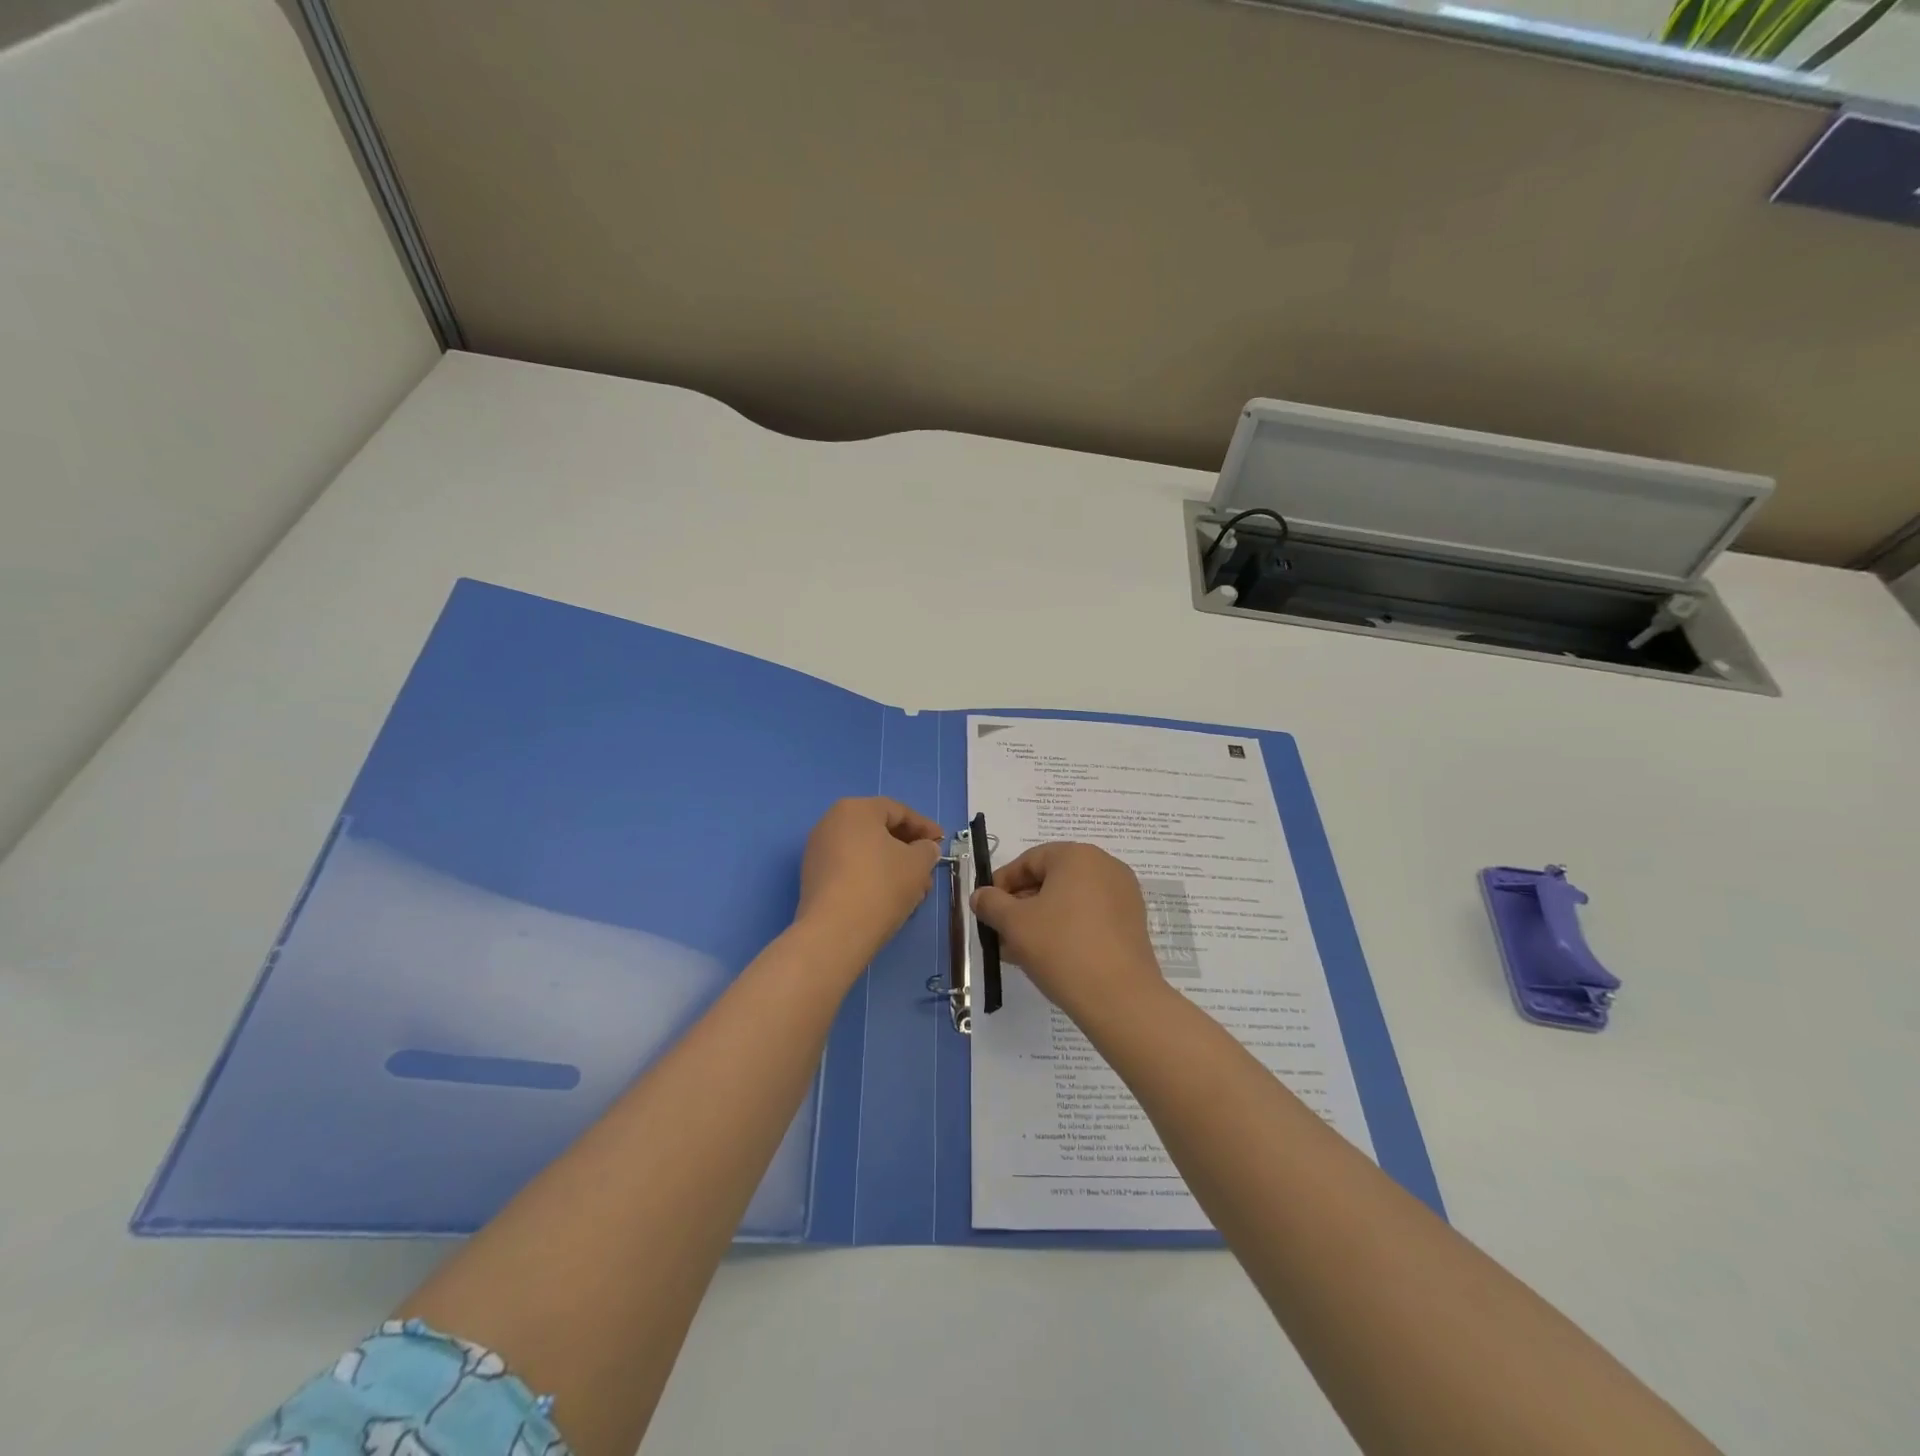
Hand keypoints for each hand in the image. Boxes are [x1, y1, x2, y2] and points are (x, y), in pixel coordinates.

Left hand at [797, 797, 944, 963]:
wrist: (835, 932)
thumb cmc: (881, 885)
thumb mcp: (918, 864)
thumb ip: (927, 849)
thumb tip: (924, 848)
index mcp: (855, 810)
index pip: (898, 811)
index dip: (924, 826)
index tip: (942, 842)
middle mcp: (831, 823)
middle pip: (879, 830)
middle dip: (909, 849)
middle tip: (929, 867)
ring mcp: (819, 851)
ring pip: (866, 852)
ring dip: (893, 866)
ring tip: (915, 889)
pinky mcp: (814, 878)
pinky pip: (851, 868)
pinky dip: (873, 877)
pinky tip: (891, 897)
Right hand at [971, 842, 1167, 1021]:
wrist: (1120, 998)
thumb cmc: (1061, 948)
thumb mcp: (1014, 924)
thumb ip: (991, 903)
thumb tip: (980, 896)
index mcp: (1077, 856)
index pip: (1029, 861)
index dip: (1002, 884)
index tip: (986, 909)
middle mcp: (1105, 867)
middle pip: (1050, 880)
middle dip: (1020, 906)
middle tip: (1000, 933)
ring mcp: (1123, 895)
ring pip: (1069, 902)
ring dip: (1040, 921)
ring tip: (1017, 952)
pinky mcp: (1132, 923)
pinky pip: (1089, 918)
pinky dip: (1066, 931)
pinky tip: (1047, 958)